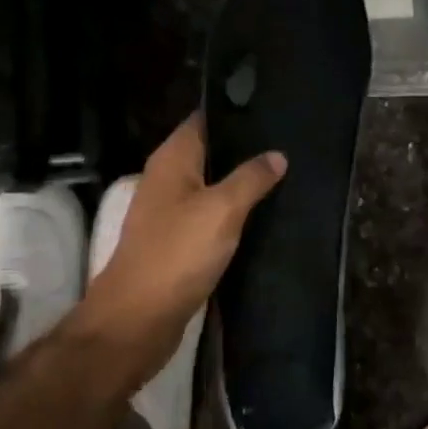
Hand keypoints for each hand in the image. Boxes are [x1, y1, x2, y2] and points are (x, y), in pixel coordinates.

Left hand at [80, 117, 285, 376]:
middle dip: (245, 148)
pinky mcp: (177, 241)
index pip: (204, 119)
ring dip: (241, 181)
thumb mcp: (222, 209)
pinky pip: (211, 215)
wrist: (138, 319)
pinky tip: (263, 213)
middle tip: (289, 142)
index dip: (236, 112)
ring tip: (285, 172)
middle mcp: (167, 179)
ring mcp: (170, 212)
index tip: (274, 108)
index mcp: (172, 160)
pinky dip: (233, 212)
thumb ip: (251, 178)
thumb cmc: (177, 254)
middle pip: (210, 152)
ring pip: (212, 185)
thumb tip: (277, 155)